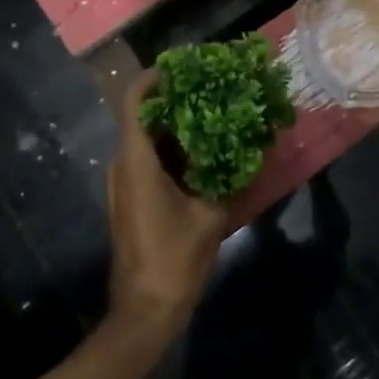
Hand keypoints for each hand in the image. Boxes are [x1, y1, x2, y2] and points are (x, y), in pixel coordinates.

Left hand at [105, 71, 225, 339]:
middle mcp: (122, 165)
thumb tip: (256, 152)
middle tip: (210, 92)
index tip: (183, 68)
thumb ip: (231, 181)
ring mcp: (122, 184)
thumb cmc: (174, 259)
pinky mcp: (129, 200)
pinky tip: (203, 157)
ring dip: (174, 128)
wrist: (144, 311)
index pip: (134, 101)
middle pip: (142, 117)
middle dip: (174, 101)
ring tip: (213, 119)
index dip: (153, 78)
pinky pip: (147, 161)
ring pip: (145, 141)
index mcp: (136, 161)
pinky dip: (171, 152)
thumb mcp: (211, 218)